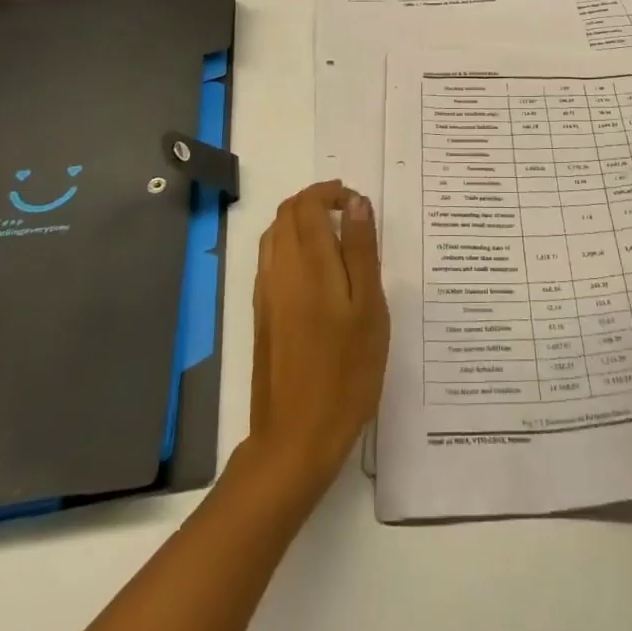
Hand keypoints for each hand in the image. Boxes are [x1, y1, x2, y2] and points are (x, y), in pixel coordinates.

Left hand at [244, 181, 389, 500]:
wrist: (296, 438)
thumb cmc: (346, 371)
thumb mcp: (369, 308)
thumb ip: (361, 250)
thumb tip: (356, 202)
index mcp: (309, 263)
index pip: (308, 203)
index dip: (331, 192)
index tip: (358, 204)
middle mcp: (279, 269)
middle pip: (287, 213)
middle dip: (316, 202)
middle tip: (350, 216)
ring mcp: (266, 292)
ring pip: (275, 234)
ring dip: (301, 222)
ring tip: (337, 239)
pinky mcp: (261, 314)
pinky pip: (270, 260)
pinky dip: (290, 246)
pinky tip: (317, 272)